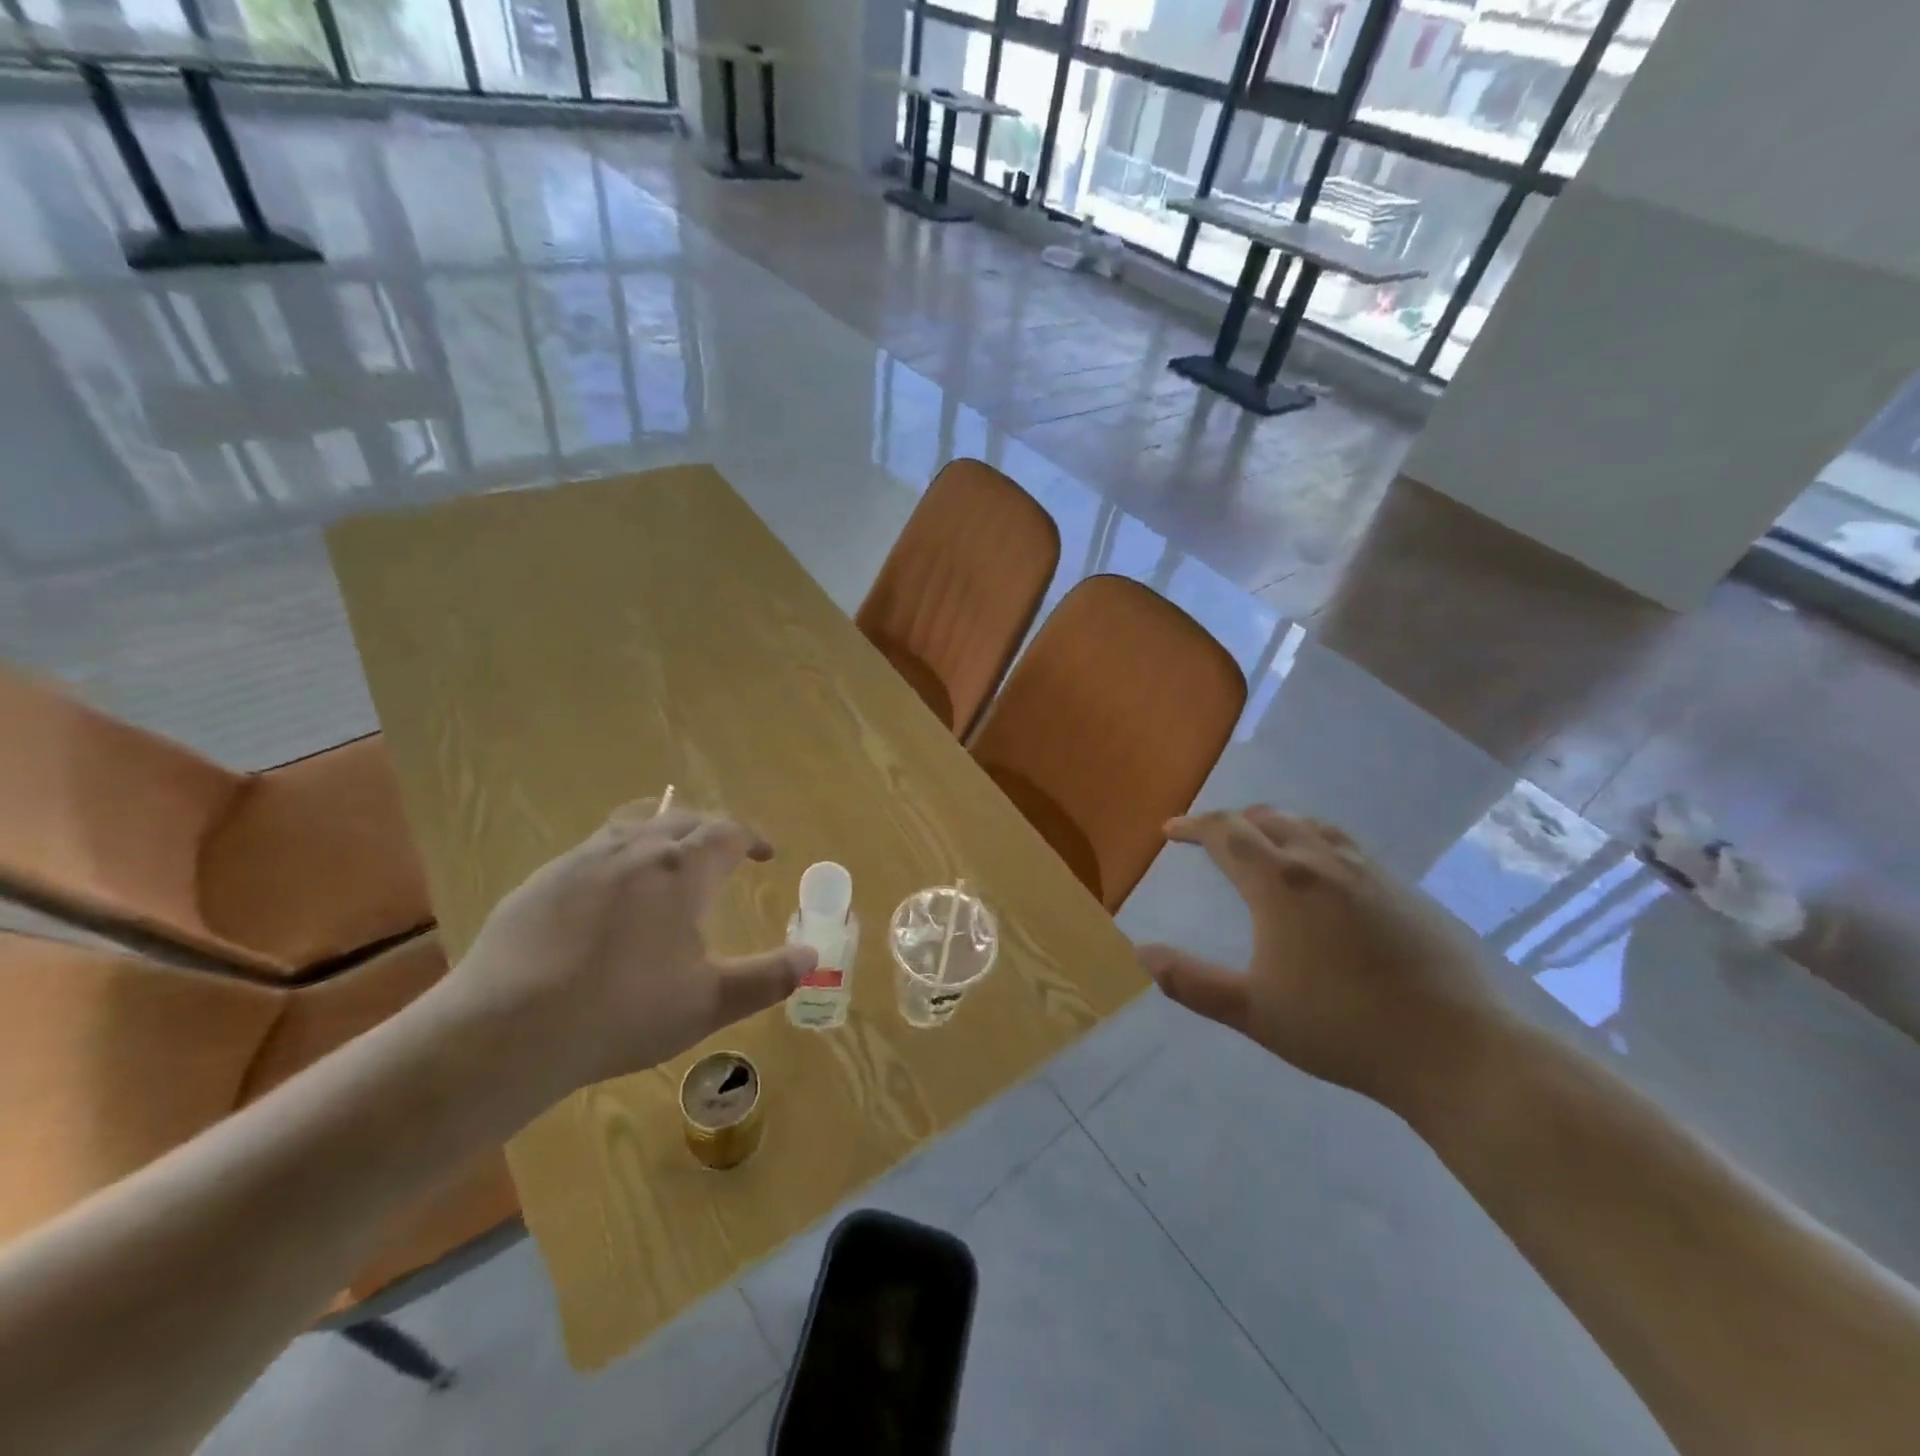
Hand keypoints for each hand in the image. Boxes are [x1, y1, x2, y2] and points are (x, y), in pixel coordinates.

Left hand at [423, 800, 816, 1104]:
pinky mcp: (540, 881)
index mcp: (681, 869)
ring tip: (669, 863)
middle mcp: (634, 848)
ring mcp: (581, 859)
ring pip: (633, 825)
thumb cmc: (622, 1013)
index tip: (765, 855)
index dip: (752, 838)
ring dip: (662, 835)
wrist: (504, 1033)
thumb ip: (768, 977)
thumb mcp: (709, 1002)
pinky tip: (608, 900)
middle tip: (723, 856)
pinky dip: (618, 859)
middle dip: (710, 831)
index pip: (728, 831)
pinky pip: (592, 851)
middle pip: (682, 818)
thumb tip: (812, 956)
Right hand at [1137, 807, 1512, 1107]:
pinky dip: (1313, 841)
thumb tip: (1141, 954)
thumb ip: (1191, 982)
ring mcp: (1369, 872)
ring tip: (1260, 840)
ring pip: (1310, 826)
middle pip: (1268, 819)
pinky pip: (1345, 845)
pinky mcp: (1403, 890)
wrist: (1455, 1049)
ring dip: (1274, 824)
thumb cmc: (1342, 1027)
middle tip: (1209, 835)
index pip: (1226, 833)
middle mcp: (1322, 862)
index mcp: (1281, 883)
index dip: (1193, 826)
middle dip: (1231, 821)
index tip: (1170, 830)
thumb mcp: (1253, 1011)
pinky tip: (1320, 873)